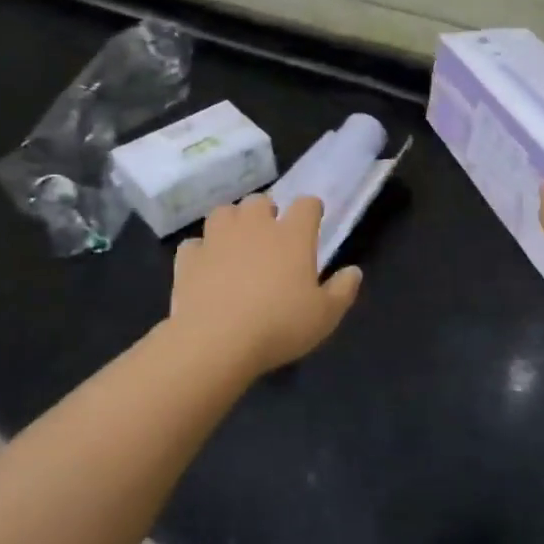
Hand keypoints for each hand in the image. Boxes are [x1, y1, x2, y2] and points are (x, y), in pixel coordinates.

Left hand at [166, 195, 361, 377]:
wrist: (216, 342)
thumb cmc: (279, 326)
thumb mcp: (325, 316)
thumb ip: (343, 290)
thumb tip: (354, 271)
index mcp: (292, 235)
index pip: (307, 204)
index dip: (311, 210)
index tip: (312, 221)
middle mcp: (254, 226)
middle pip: (260, 201)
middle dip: (266, 213)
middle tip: (271, 237)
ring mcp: (217, 239)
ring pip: (224, 212)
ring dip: (232, 223)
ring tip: (237, 244)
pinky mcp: (189, 258)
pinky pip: (194, 244)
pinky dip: (201, 251)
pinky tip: (206, 267)